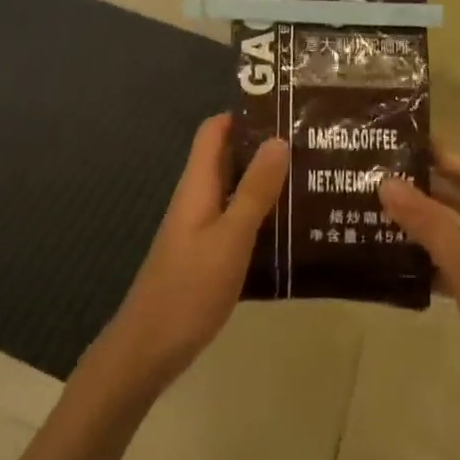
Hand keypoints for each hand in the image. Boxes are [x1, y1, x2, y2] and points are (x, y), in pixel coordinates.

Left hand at [91, 115, 286, 401]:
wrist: (149, 349)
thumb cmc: (189, 288)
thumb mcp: (230, 237)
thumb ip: (254, 190)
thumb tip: (278, 139)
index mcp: (197, 185)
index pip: (214, 130)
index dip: (243, 114)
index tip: (285, 110)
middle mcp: (197, 198)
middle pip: (227, 157)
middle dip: (264, 147)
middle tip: (310, 145)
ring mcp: (200, 228)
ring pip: (234, 190)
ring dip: (265, 182)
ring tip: (311, 180)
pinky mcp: (206, 254)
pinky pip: (236, 220)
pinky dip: (260, 215)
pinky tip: (291, 228)